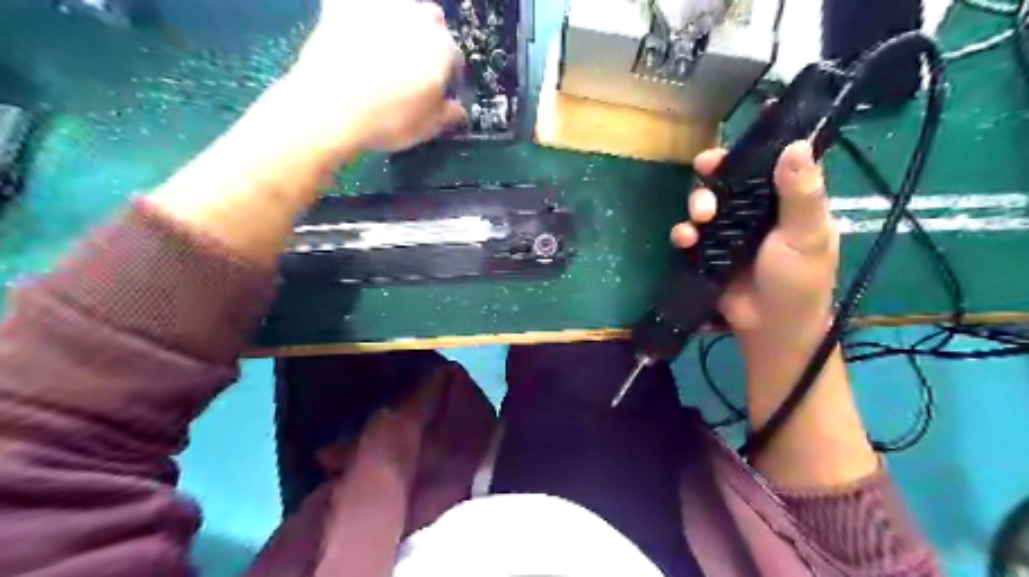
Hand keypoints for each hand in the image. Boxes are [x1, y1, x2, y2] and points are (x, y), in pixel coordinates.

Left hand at [280, 1, 466, 155]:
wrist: (329, 109)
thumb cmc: (387, 121)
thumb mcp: (426, 128)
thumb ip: (447, 114)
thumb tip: (457, 110)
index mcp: (443, 48)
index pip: (454, 58)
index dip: (447, 76)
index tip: (437, 91)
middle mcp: (417, 18)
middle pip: (429, 24)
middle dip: (425, 43)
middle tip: (410, 69)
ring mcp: (379, 7)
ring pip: (397, 10)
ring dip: (396, 25)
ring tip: (382, 52)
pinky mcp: (343, 5)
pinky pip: (357, 8)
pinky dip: (359, 18)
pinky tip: (353, 36)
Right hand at [678, 141, 834, 350]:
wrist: (770, 328)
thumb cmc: (797, 280)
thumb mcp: (807, 235)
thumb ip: (801, 193)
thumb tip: (796, 143)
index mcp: (786, 201)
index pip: (768, 164)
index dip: (750, 149)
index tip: (733, 140)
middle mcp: (756, 211)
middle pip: (729, 180)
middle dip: (713, 174)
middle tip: (705, 170)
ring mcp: (730, 232)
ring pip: (706, 203)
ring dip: (696, 203)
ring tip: (699, 219)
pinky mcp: (709, 252)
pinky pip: (691, 234)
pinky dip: (684, 233)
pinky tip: (685, 239)